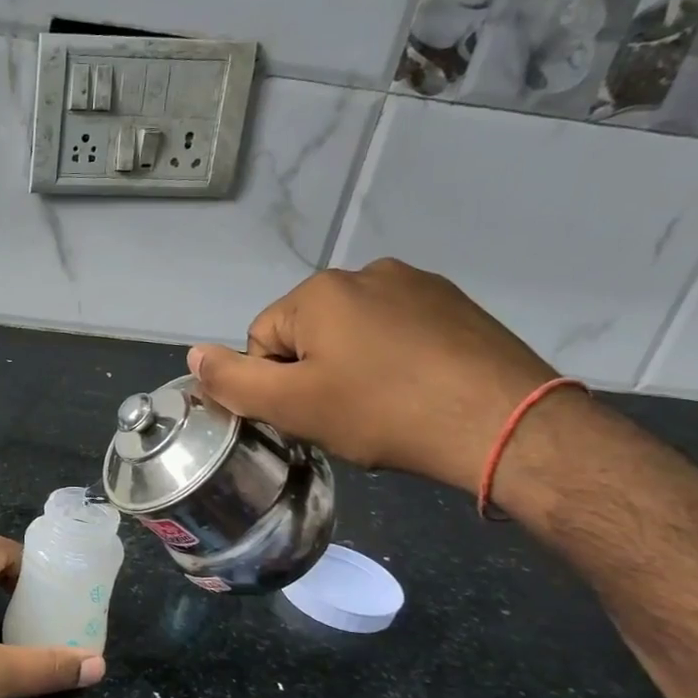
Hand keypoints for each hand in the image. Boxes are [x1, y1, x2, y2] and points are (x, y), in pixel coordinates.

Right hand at [188, 259, 560, 493]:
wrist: (504, 424)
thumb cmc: (383, 412)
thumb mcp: (293, 405)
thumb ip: (232, 381)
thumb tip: (193, 356)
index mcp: (319, 292)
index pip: (261, 339)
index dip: (275, 384)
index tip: (310, 414)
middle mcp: (365, 273)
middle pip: (307, 333)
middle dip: (315, 374)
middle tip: (346, 416)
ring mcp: (417, 285)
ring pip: (354, 334)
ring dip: (354, 367)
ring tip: (385, 408)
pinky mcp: (456, 305)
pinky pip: (399, 332)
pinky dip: (396, 361)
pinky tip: (418, 392)